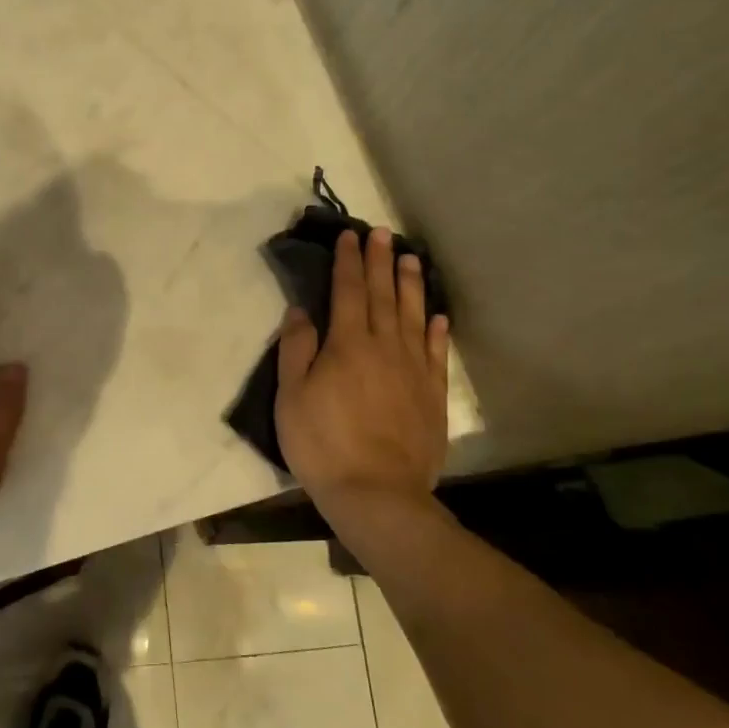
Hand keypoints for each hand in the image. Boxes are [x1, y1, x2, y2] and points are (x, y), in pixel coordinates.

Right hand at [274, 228, 451, 528]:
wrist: (377, 493)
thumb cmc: (323, 444)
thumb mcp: (291, 397)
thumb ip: (296, 349)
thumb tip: (300, 311)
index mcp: (347, 345)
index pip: (348, 292)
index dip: (348, 262)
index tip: (349, 237)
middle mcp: (384, 347)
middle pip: (383, 296)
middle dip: (381, 262)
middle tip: (383, 234)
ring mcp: (413, 370)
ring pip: (413, 316)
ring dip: (411, 285)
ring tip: (411, 259)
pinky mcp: (432, 395)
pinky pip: (436, 353)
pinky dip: (436, 331)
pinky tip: (437, 316)